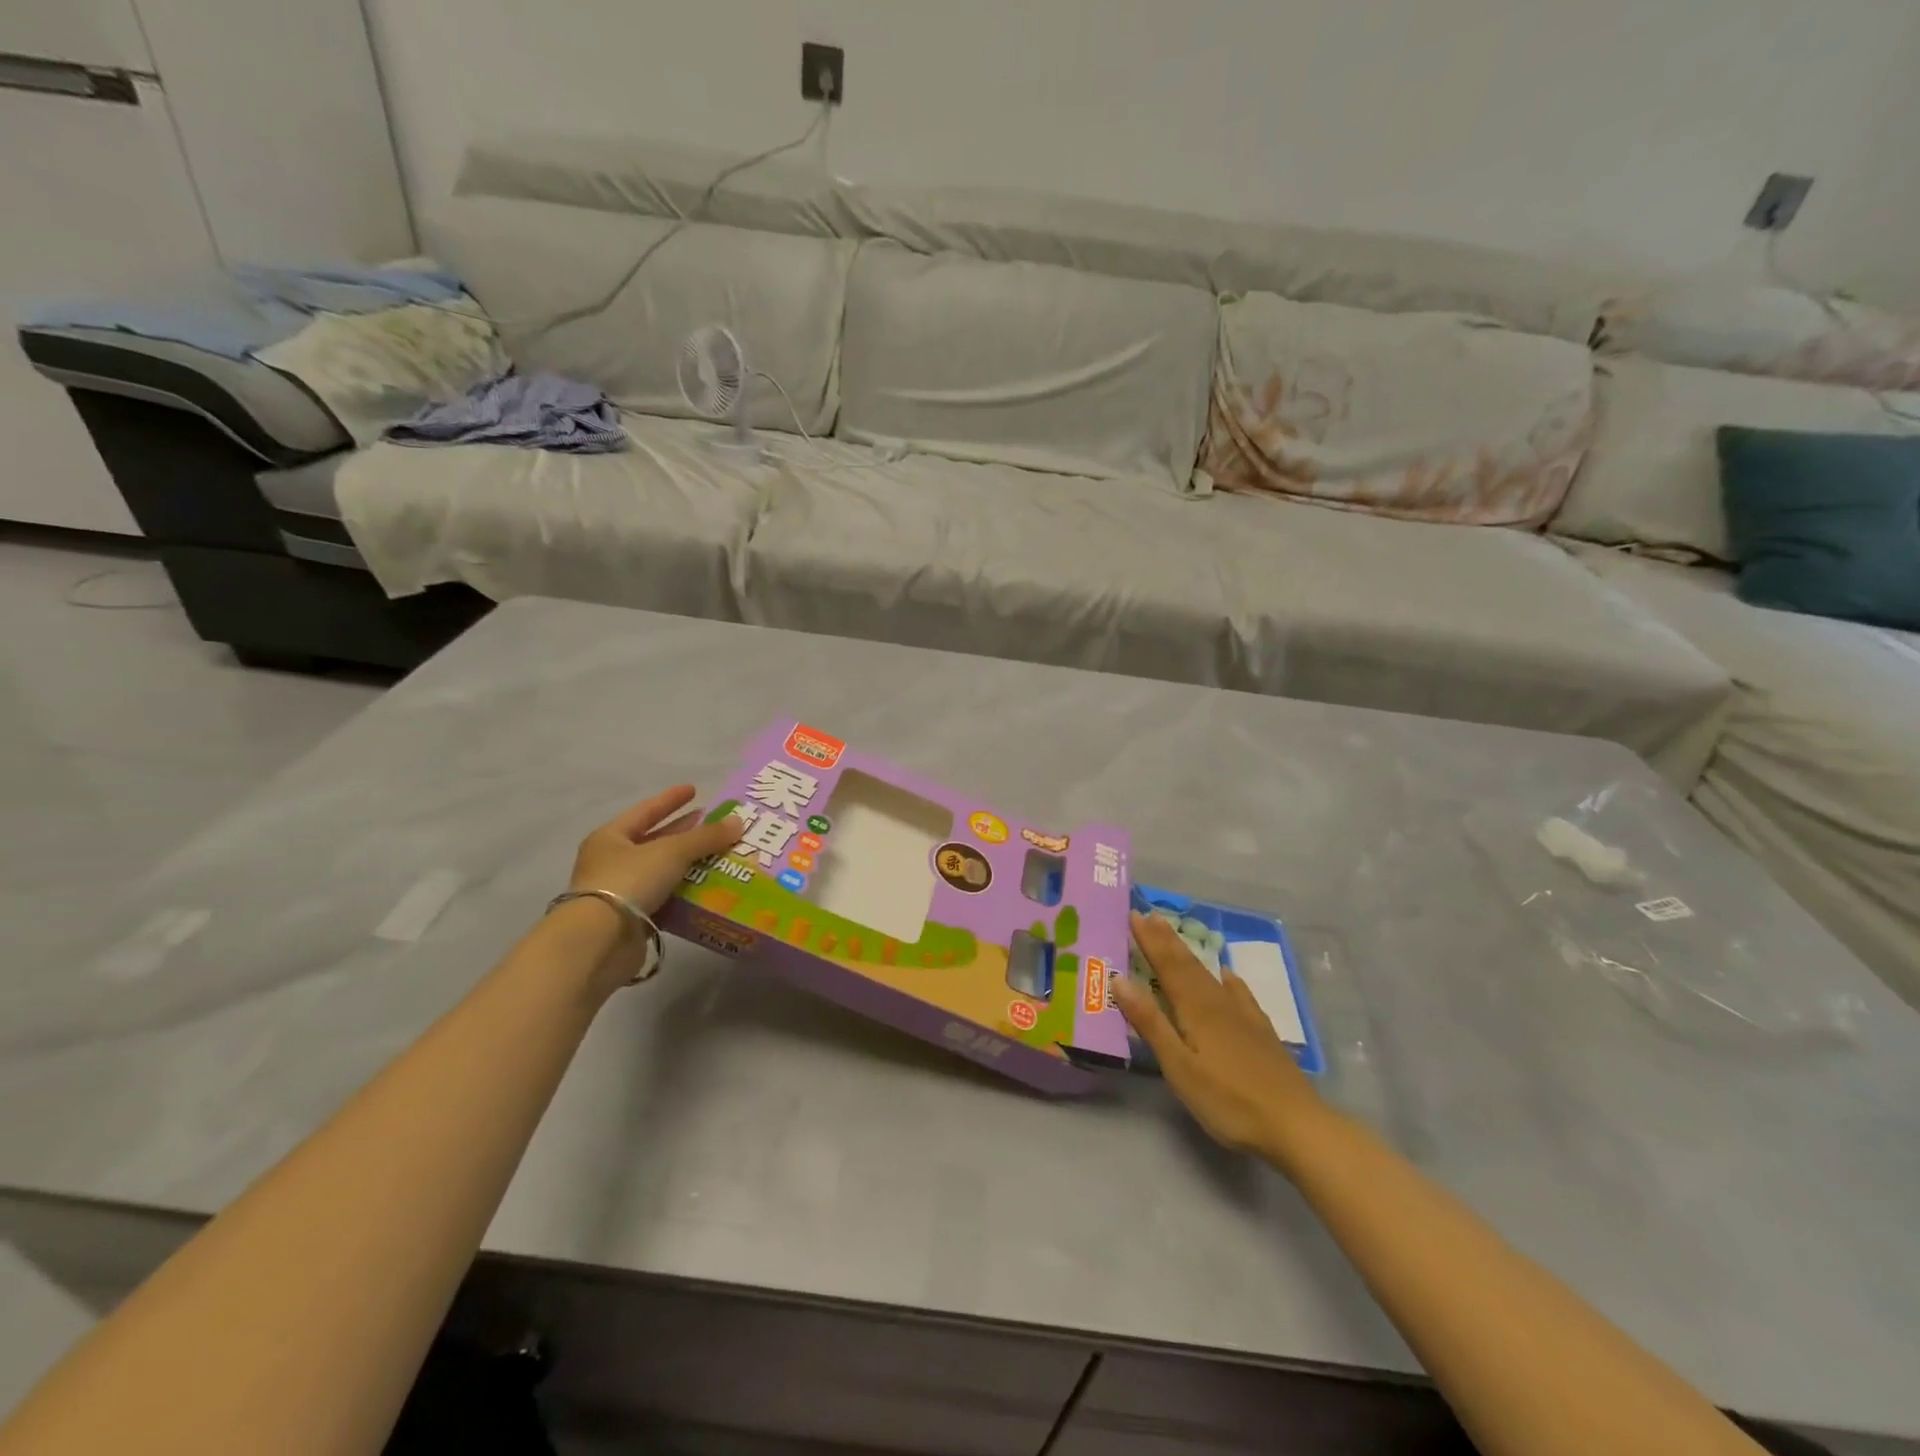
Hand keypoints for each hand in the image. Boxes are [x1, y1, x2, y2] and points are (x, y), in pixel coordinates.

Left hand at [569, 786, 744, 912]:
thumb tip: (738, 822)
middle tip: (713, 826)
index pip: (646, 811)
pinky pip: (665, 899)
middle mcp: (612, 862)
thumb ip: (705, 837)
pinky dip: (685, 894)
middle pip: (655, 841)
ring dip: (690, 865)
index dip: (671, 799)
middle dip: (685, 833)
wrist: (599, 942)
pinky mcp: (632, 920)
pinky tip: (709, 890)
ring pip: (663, 872)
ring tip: (722, 857)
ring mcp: (620, 892)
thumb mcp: (671, 851)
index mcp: (611, 838)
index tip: (694, 789)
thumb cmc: (629, 881)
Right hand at [1114, 912, 1325, 1160]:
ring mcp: (1244, 1016)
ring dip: (1190, 954)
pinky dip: (1228, 979)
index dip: (1150, 940)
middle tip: (1149, 914)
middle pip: (1188, 964)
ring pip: (1210, 975)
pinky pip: (1239, 993)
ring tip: (1176, 935)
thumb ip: (1150, 1023)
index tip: (1133, 914)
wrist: (1296, 1125)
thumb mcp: (1179, 1066)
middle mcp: (1219, 1003)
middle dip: (1167, 939)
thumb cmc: (1229, 1100)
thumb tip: (1119, 979)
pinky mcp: (1261, 1033)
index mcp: (1196, 1009)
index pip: (1167, 965)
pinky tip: (1228, 975)